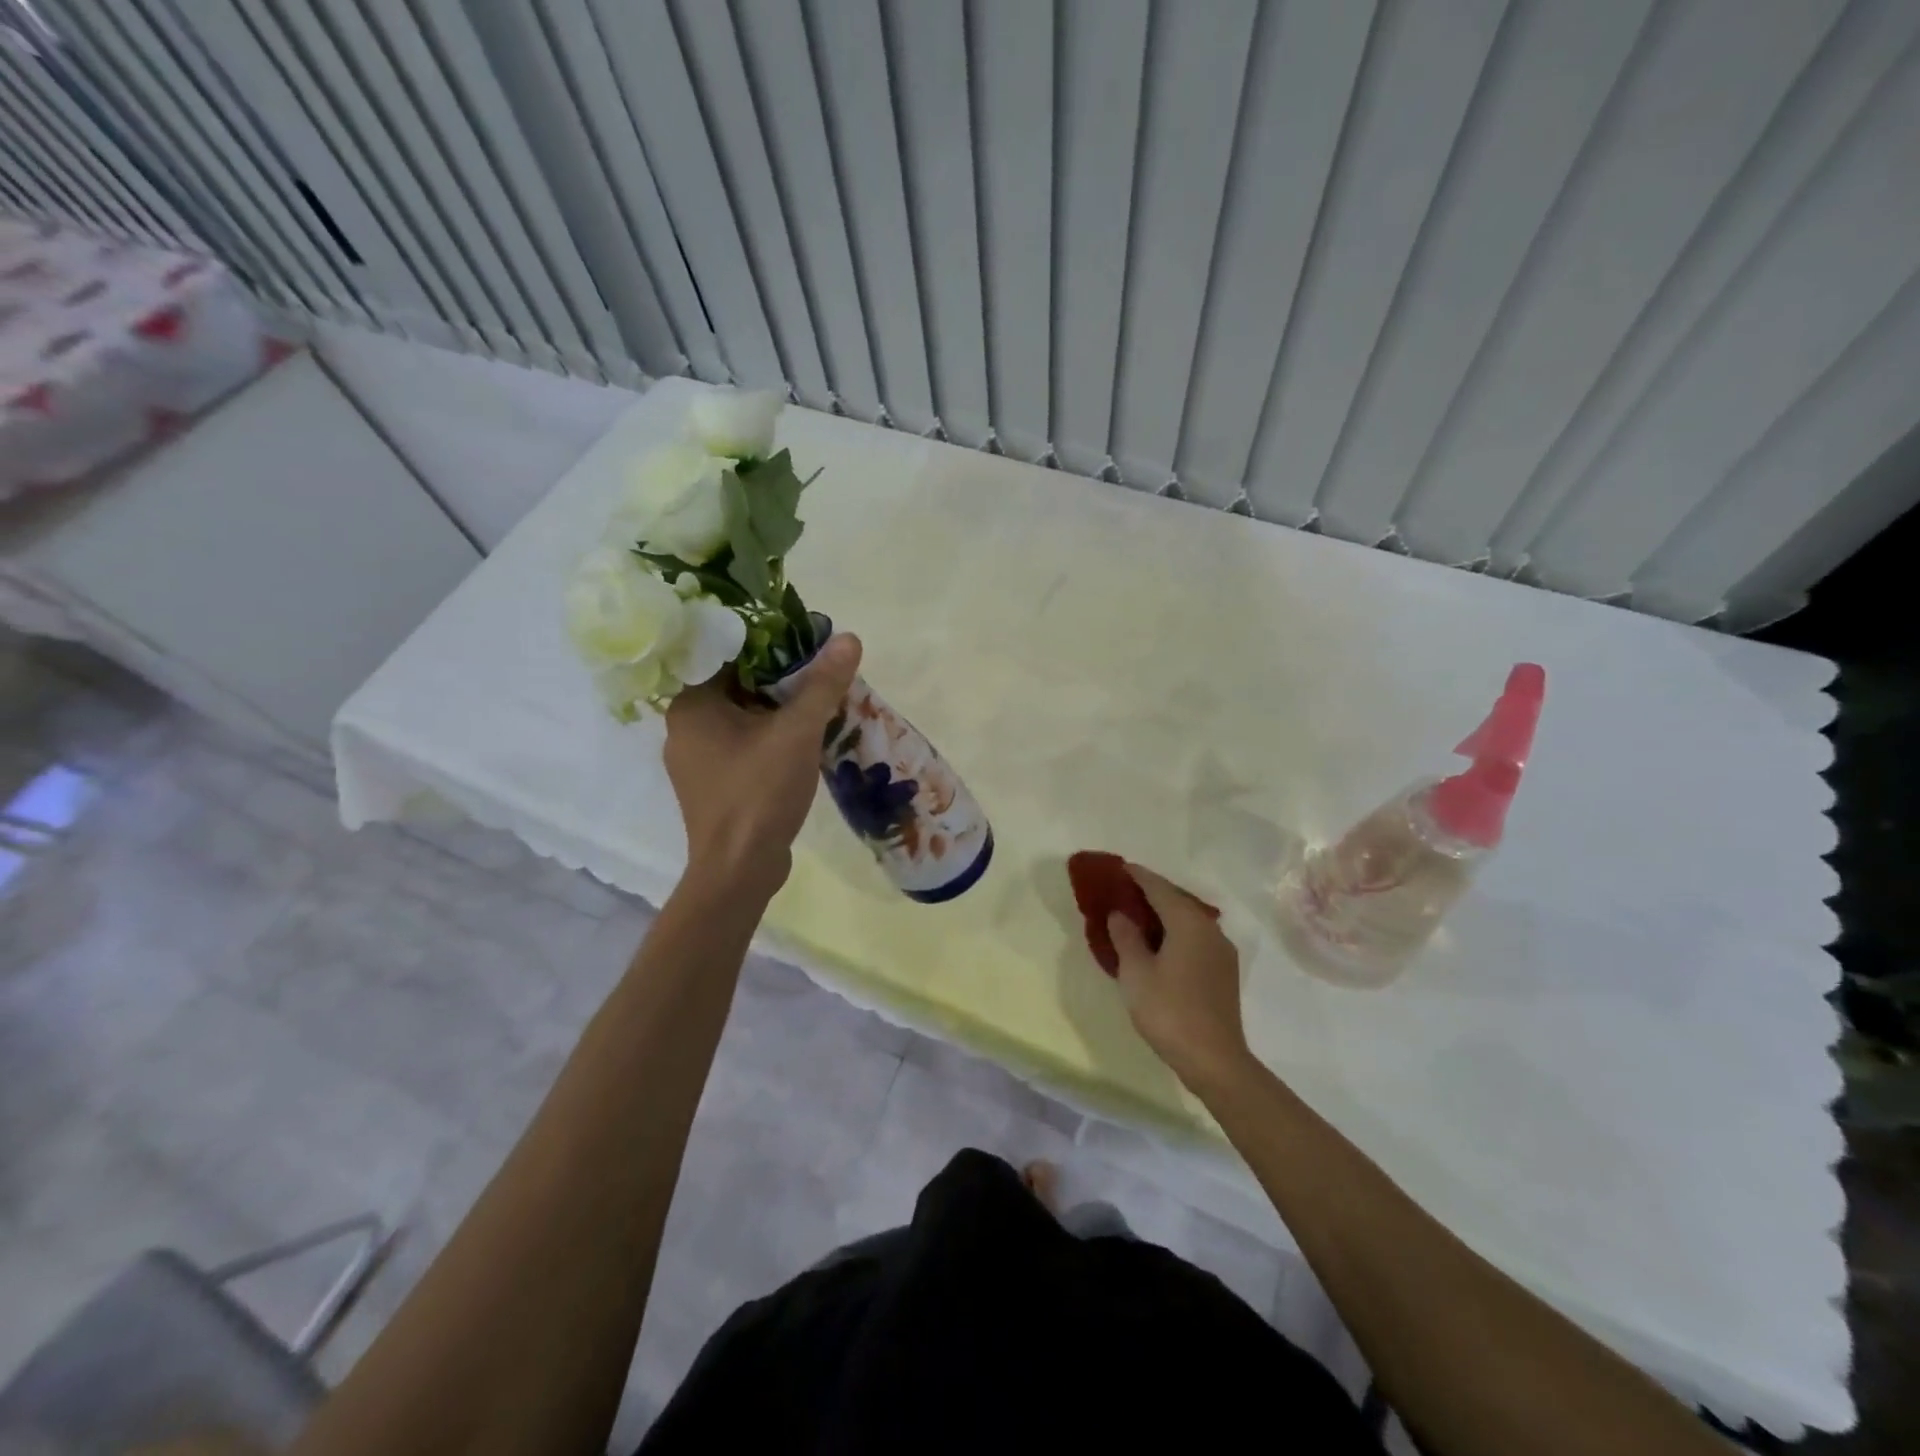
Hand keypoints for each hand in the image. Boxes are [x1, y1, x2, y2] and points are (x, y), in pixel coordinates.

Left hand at [664, 634, 861, 897]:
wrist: (739, 870)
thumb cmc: (759, 792)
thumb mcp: (798, 732)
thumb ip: (822, 684)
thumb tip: (849, 638)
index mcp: (691, 704)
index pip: (727, 654)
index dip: (769, 644)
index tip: (806, 643)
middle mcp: (684, 727)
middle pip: (737, 685)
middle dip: (780, 680)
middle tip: (821, 673)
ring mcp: (696, 760)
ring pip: (742, 718)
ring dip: (778, 711)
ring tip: (820, 703)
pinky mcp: (713, 785)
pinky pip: (743, 746)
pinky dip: (770, 738)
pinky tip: (803, 742)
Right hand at [1108, 863, 1252, 1090]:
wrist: (1214, 1060)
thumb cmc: (1169, 1011)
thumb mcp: (1136, 973)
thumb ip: (1126, 937)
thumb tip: (1121, 914)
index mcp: (1189, 923)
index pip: (1160, 889)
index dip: (1139, 876)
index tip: (1121, 867)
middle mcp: (1210, 930)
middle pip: (1178, 900)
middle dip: (1152, 892)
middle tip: (1125, 890)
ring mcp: (1221, 951)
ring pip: (1189, 920)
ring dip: (1165, 913)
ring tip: (1139, 915)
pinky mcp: (1224, 972)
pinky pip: (1196, 938)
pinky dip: (1176, 932)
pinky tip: (1161, 944)